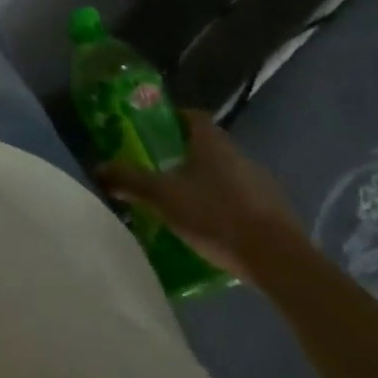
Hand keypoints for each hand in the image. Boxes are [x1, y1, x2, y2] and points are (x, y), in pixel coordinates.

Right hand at [98, 112, 304, 282]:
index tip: (154, 132)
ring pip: (225, 173)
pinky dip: (225, 206)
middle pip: (207, 145)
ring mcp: (261, 183)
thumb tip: (99, 168)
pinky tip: (212, 227)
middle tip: (161, 169)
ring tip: (183, 202)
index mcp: (212, 141)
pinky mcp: (275, 213)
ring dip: (206, 182)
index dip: (173, 119)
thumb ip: (130, 180)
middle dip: (185, 154)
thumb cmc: (215, 215)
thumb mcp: (163, 197)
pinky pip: (242, 199)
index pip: (191, 116)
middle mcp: (238, 154)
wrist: (278, 261)